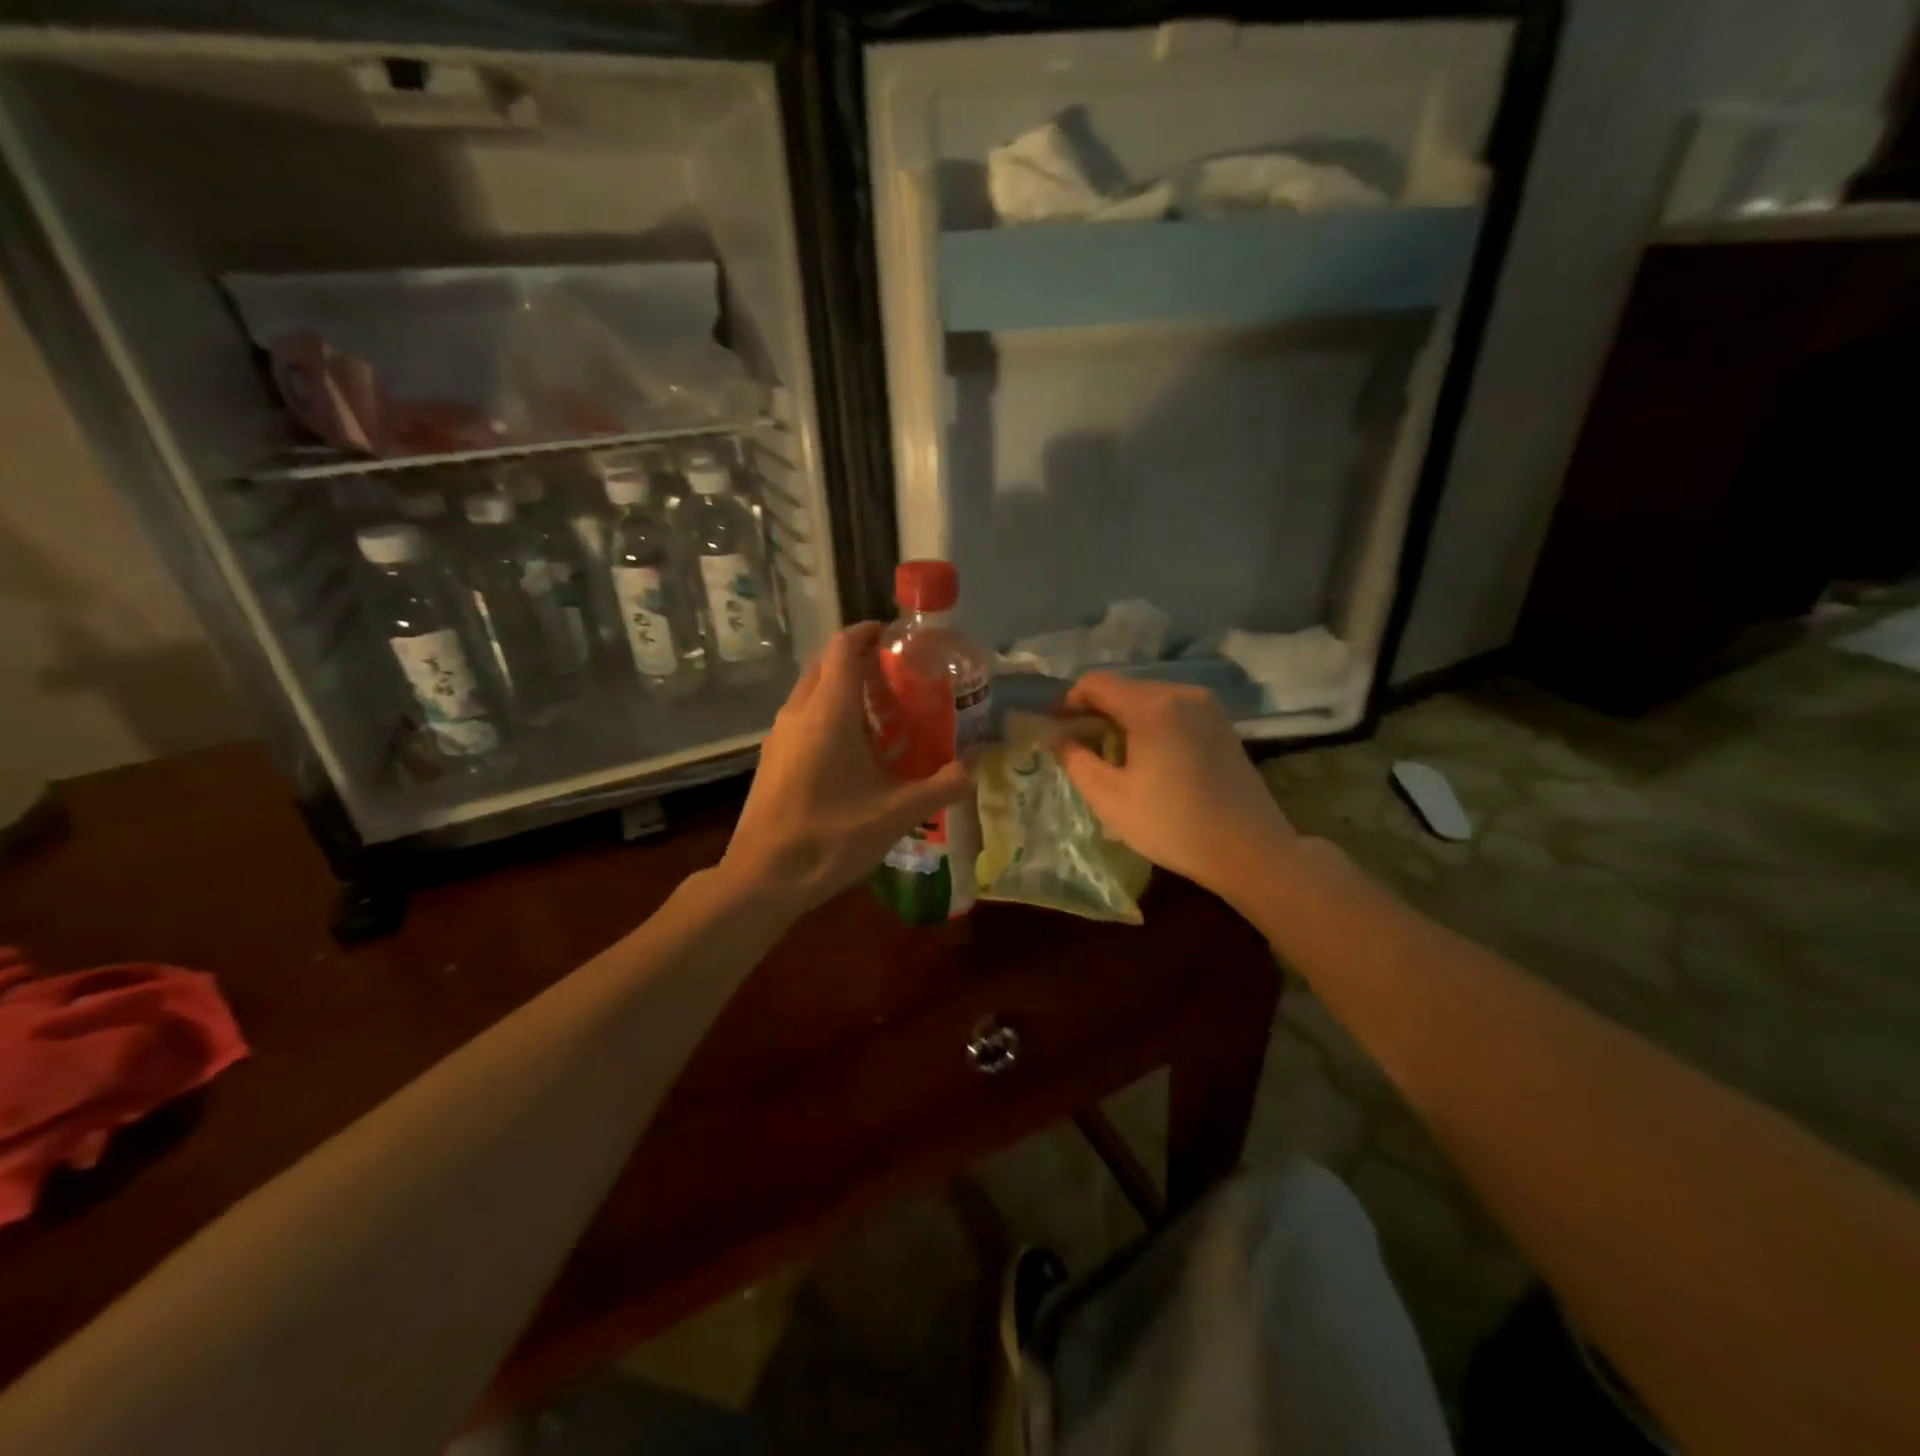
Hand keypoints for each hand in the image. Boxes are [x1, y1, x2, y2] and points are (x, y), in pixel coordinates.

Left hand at [720, 623, 972, 914]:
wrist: (762, 878)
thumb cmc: (830, 837)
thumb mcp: (896, 814)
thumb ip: (940, 787)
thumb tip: (974, 770)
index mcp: (828, 712)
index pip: (844, 647)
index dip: (868, 633)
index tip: (895, 636)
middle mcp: (798, 713)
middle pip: (825, 665)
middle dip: (857, 660)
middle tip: (896, 676)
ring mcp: (778, 736)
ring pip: (810, 692)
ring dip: (841, 689)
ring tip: (880, 712)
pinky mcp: (771, 759)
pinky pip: (801, 719)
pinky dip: (826, 715)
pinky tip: (851, 751)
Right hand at [1054, 674, 1295, 904]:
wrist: (1250, 851)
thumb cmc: (1173, 825)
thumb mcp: (1110, 798)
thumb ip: (1076, 760)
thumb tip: (1058, 738)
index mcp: (1153, 705)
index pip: (1096, 683)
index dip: (1068, 701)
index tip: (1054, 728)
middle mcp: (1182, 693)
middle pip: (1124, 688)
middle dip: (1095, 711)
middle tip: (1078, 746)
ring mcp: (1207, 706)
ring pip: (1149, 699)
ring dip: (1123, 719)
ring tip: (1110, 755)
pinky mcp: (1221, 724)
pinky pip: (1172, 711)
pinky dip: (1150, 724)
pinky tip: (1146, 758)